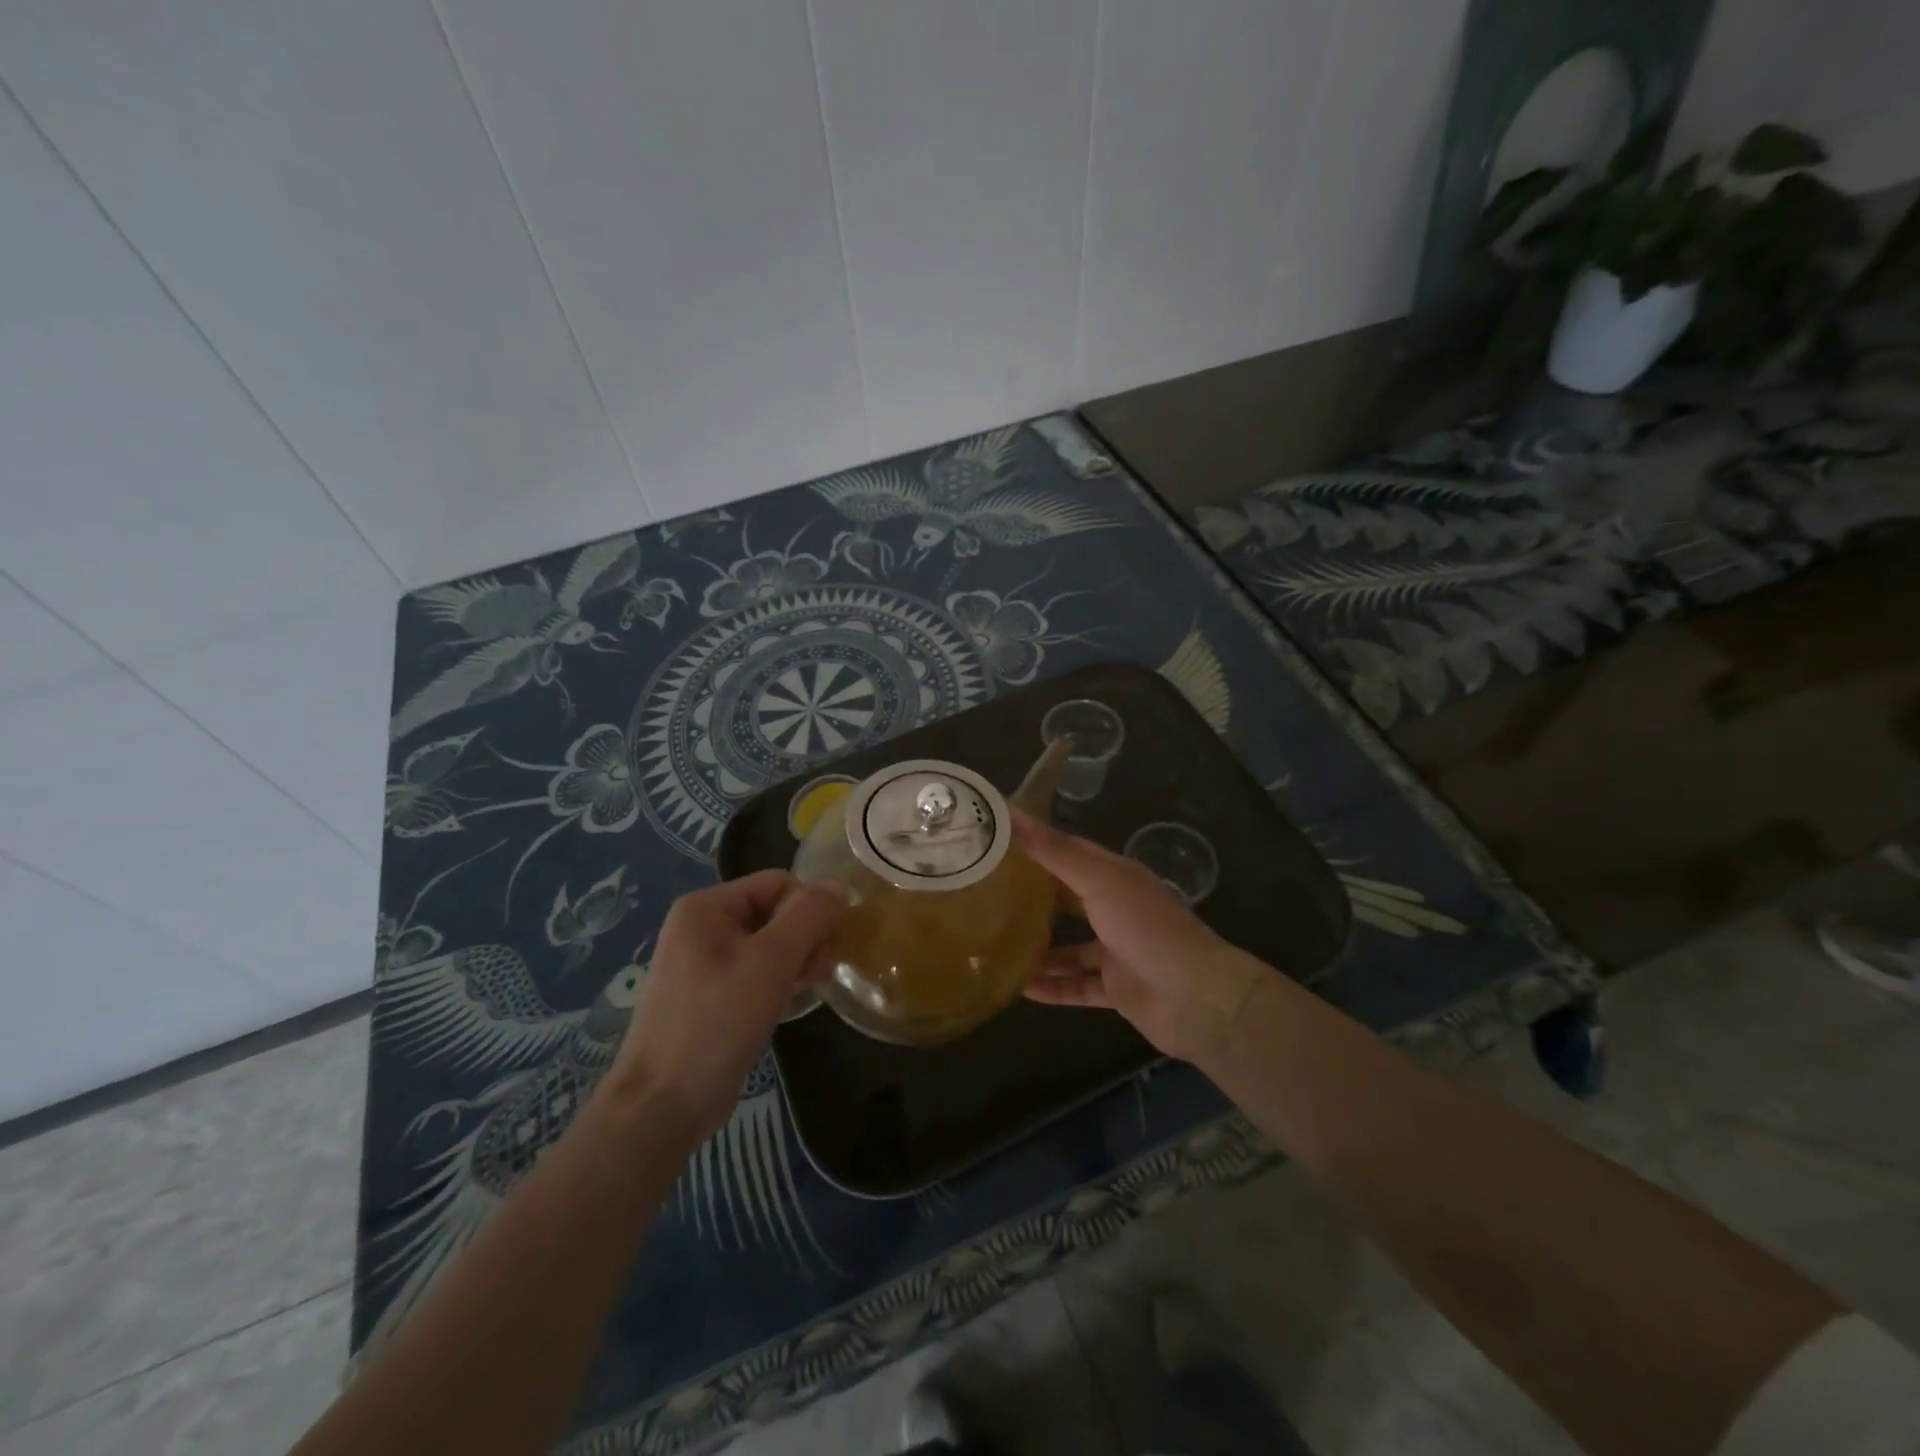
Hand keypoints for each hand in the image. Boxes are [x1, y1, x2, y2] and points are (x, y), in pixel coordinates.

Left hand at [611, 872, 843, 1139]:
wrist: (662, 1106)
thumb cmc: (716, 1023)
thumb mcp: (770, 962)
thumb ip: (809, 916)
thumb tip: (839, 886)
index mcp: (706, 906)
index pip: (779, 883)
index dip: (810, 910)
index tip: (824, 949)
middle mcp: (703, 926)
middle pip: (777, 912)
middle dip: (806, 939)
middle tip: (817, 975)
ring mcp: (705, 963)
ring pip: (772, 945)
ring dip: (797, 963)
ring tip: (804, 994)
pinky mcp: (713, 996)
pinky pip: (758, 973)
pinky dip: (780, 984)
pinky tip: (789, 1008)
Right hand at [1016, 814, 1267, 1063]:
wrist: (1196, 998)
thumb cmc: (1147, 927)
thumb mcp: (1099, 881)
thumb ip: (1055, 852)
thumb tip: (1011, 815)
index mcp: (1116, 876)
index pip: (1070, 851)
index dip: (1036, 843)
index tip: (996, 840)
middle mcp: (1116, 909)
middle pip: (1068, 898)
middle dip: (1032, 896)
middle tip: (985, 893)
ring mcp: (1116, 951)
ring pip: (1070, 947)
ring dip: (1038, 947)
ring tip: (995, 943)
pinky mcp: (1116, 989)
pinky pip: (1076, 986)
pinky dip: (1052, 987)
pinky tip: (1020, 987)